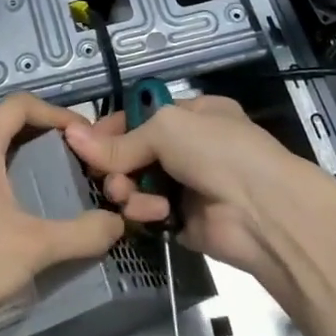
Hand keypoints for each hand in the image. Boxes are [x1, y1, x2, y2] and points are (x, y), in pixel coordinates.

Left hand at [0, 93, 125, 335]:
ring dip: (9, 158)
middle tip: (71, 160)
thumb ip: (84, 233)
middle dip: (38, 136)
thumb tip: (117, 223)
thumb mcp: (37, 247)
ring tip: (38, 180)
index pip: (21, 105)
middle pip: (1, 125)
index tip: (84, 134)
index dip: (56, 113)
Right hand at [64, 95, 308, 283]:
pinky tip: (153, 213)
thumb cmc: (218, 152)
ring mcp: (188, 186)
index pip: (141, 116)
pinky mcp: (183, 221)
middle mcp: (191, 148)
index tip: (83, 141)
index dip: (111, 128)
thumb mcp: (166, 129)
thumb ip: (120, 140)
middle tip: (107, 174)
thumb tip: (72, 136)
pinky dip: (144, 213)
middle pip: (134, 153)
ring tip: (127, 194)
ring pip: (137, 184)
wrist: (264, 213)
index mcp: (194, 114)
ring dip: (128, 189)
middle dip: (116, 163)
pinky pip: (148, 214)